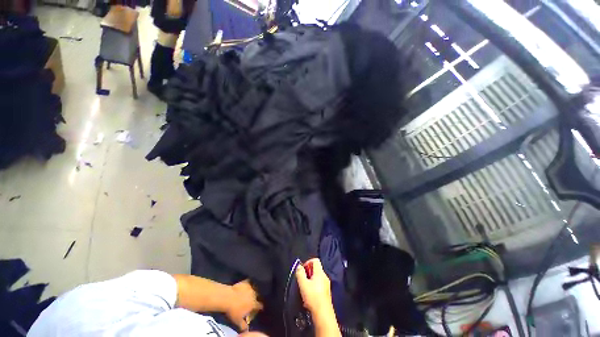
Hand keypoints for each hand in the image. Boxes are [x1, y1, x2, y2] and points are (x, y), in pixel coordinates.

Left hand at [226, 280, 262, 330]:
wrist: (228, 298)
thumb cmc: (233, 311)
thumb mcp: (238, 321)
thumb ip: (243, 325)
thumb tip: (247, 329)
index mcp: (254, 304)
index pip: (260, 305)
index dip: (261, 307)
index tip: (261, 308)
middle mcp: (254, 295)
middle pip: (259, 296)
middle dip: (259, 297)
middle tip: (257, 299)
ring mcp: (250, 287)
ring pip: (255, 288)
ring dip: (255, 290)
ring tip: (254, 291)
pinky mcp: (246, 282)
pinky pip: (250, 282)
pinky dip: (250, 283)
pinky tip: (249, 283)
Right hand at [295, 259, 332, 315]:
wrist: (323, 314)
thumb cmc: (313, 297)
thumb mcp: (303, 284)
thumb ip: (300, 273)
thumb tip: (299, 266)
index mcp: (320, 272)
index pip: (315, 260)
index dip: (308, 262)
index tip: (302, 270)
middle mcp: (325, 276)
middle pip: (316, 268)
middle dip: (308, 272)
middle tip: (302, 280)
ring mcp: (327, 284)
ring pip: (317, 277)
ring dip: (310, 280)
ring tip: (305, 288)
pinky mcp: (327, 292)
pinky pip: (319, 284)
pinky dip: (314, 286)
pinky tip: (309, 295)